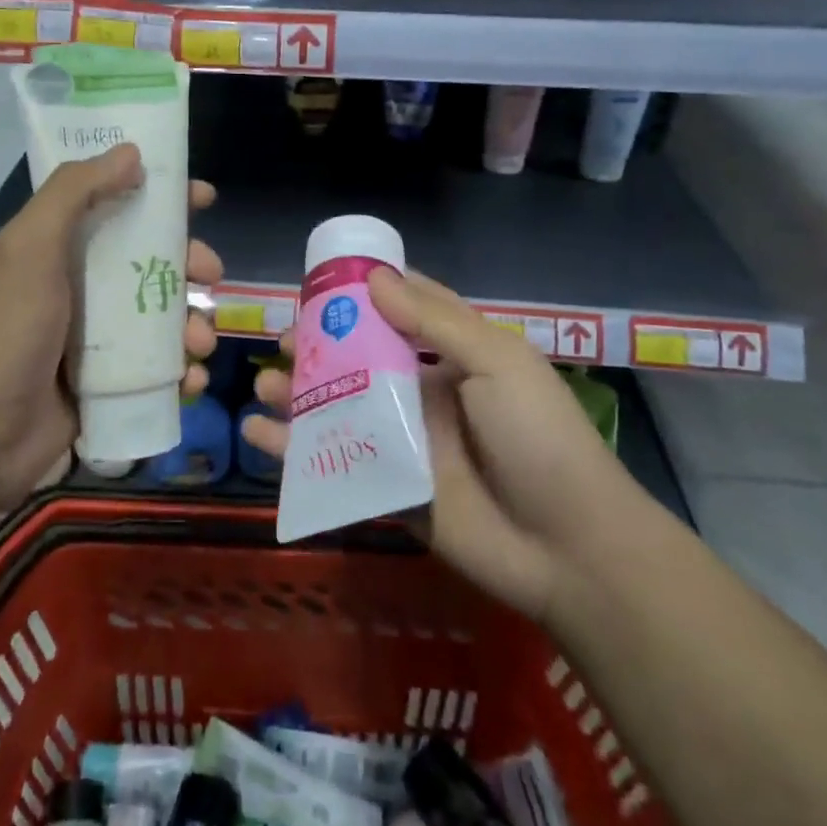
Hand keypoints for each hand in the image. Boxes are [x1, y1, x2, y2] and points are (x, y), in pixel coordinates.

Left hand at [0, 144, 217, 547]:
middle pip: (152, 261)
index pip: (118, 205)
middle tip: (211, 275)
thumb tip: (131, 152)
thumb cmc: (8, 333)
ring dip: (194, 324)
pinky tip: (192, 380)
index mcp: (60, 248)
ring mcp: (98, 338)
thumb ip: (75, 192)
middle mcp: (82, 287)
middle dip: (189, 265)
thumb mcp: (31, 249)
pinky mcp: (110, 383)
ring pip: (164, 316)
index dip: (161, 196)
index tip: (202, 197)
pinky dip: (183, 371)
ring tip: (201, 344)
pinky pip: (160, 368)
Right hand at [246, 267, 625, 621]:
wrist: (569, 547)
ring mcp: (404, 442)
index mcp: (453, 355)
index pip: (401, 311)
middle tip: (281, 342)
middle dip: (318, 347)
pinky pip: (333, 462)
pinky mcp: (388, 488)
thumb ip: (435, 322)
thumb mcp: (497, 363)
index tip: (318, 285)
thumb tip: (374, 279)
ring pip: (339, 408)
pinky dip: (293, 450)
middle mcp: (423, 391)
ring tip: (264, 384)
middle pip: (359, 359)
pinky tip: (257, 434)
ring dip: (298, 394)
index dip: (362, 294)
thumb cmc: (538, 437)